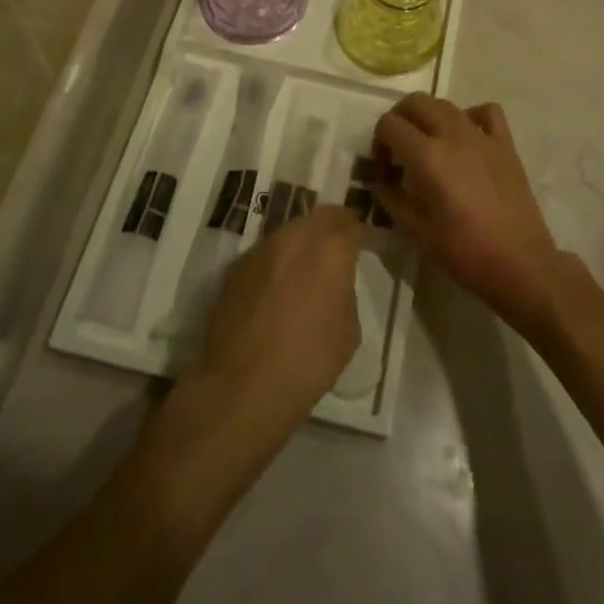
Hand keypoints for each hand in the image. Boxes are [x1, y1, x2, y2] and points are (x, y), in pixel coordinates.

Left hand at [183, 205, 363, 445]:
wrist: (241, 386)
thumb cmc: (308, 363)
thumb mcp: (348, 332)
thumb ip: (345, 292)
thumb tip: (334, 282)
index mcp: (330, 250)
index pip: (351, 224)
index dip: (361, 233)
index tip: (367, 243)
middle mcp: (295, 237)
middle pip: (319, 217)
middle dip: (333, 225)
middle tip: (340, 244)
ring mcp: (262, 249)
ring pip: (290, 231)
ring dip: (303, 240)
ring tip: (307, 265)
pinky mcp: (236, 267)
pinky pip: (265, 252)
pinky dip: (277, 260)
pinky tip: (277, 287)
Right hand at [373, 97, 568, 334]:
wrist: (520, 263)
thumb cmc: (465, 252)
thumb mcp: (417, 231)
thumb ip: (392, 200)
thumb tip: (379, 183)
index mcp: (426, 156)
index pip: (389, 125)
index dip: (379, 142)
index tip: (384, 168)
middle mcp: (452, 134)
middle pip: (415, 102)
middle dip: (399, 120)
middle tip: (399, 150)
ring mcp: (481, 135)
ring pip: (446, 104)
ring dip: (429, 117)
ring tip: (429, 146)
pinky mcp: (505, 143)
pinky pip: (486, 112)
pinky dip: (470, 116)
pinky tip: (467, 139)